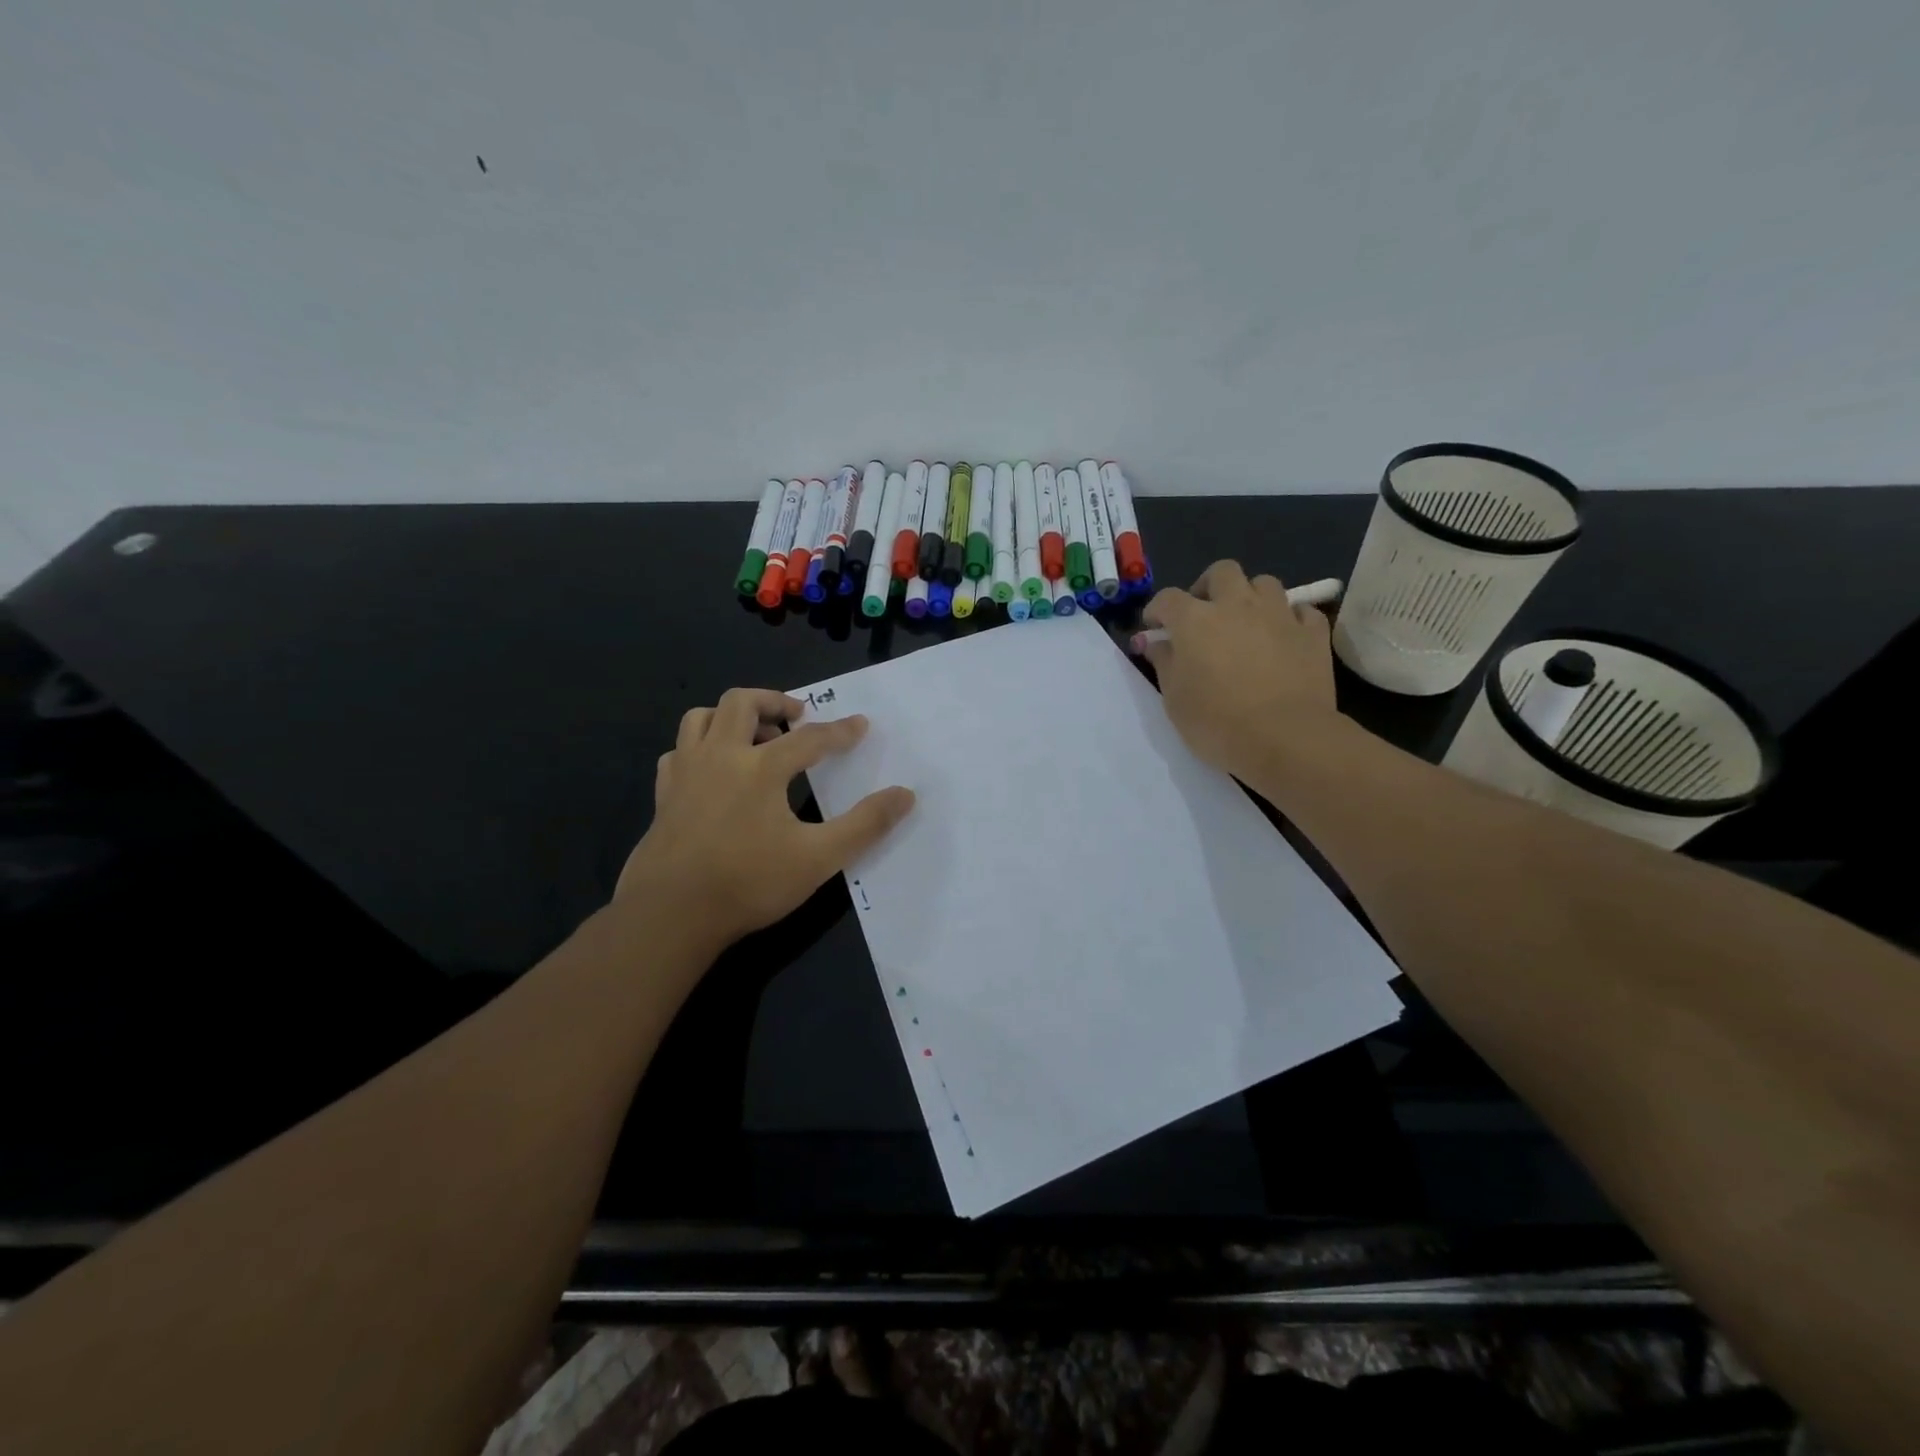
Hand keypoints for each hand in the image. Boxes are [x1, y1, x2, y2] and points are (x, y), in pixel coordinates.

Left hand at [616, 689, 914, 946]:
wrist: (670, 915)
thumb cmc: (748, 883)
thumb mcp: (819, 858)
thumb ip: (865, 824)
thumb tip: (905, 795)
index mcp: (760, 767)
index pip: (810, 738)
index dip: (840, 731)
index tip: (860, 725)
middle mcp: (720, 756)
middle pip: (742, 703)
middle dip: (775, 702)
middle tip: (798, 717)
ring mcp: (685, 773)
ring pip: (701, 718)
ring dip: (731, 716)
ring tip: (754, 736)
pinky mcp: (663, 795)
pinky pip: (678, 752)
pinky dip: (699, 748)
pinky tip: (712, 770)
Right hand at [1139, 561, 1340, 782]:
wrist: (1285, 738)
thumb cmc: (1216, 722)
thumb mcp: (1174, 699)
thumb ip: (1164, 663)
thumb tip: (1156, 643)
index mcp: (1195, 620)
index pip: (1167, 598)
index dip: (1157, 610)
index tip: (1155, 628)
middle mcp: (1236, 605)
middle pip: (1222, 572)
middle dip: (1209, 587)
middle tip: (1204, 614)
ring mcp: (1279, 615)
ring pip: (1264, 583)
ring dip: (1251, 597)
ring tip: (1246, 623)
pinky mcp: (1313, 633)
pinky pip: (1301, 611)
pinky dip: (1289, 619)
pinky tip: (1284, 637)